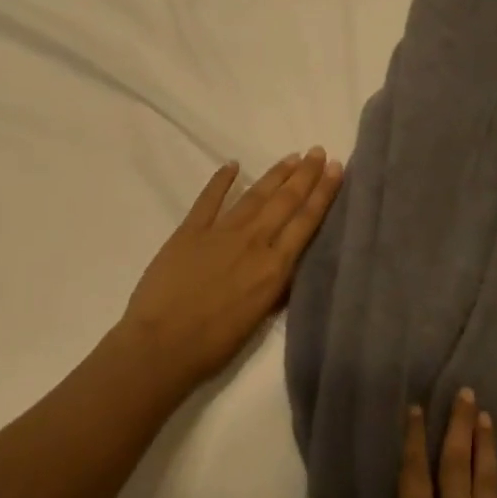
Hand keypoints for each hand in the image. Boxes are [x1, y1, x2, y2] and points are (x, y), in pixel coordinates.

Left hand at [118, 149, 342, 390]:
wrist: (161, 346)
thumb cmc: (215, 344)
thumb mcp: (260, 317)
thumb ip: (277, 287)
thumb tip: (288, 265)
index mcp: (275, 267)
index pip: (306, 221)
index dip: (323, 193)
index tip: (335, 168)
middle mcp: (254, 242)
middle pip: (286, 201)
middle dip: (305, 175)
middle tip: (318, 151)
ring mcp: (221, 232)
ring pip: (255, 195)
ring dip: (276, 174)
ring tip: (292, 157)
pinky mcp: (190, 231)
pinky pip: (209, 199)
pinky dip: (221, 180)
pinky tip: (232, 165)